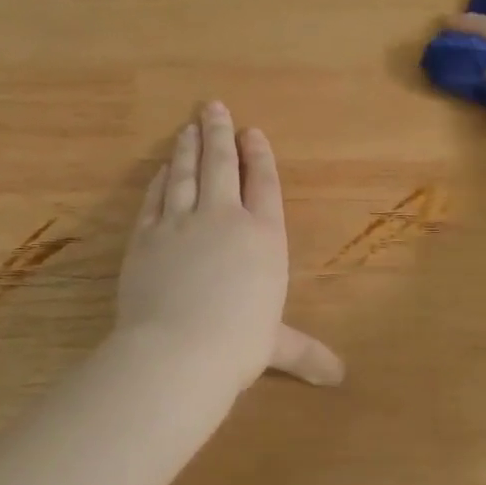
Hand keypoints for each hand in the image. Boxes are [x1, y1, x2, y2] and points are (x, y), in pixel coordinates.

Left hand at [115, 103, 343, 390]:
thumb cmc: (238, 344)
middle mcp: (224, 219)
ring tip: (188, 127)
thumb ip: (304, 352)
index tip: (252, 132)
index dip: (259, 156)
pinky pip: (154, 198)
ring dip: (188, 147)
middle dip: (219, 133)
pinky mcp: (146, 235)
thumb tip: (338, 377)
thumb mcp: (275, 346)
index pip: (264, 184)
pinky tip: (161, 169)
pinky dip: (159, 180)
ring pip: (185, 173)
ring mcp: (181, 223)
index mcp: (263, 237)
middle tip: (212, 107)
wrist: (177, 349)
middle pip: (222, 165)